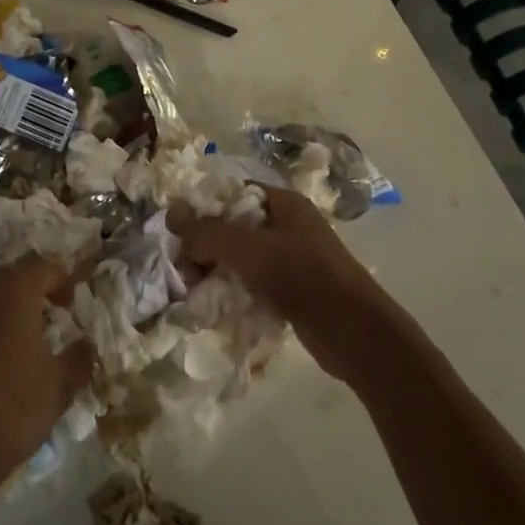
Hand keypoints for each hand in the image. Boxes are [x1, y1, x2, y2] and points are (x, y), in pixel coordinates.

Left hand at [0, 255, 92, 498]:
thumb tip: (85, 343)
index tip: (67, 303)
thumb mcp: (58, 389)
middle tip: (34, 327)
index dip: (58, 279)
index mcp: (11, 296)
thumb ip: (77, 358)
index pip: (40, 265)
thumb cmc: (9, 415)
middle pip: (1, 281)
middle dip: (20, 297)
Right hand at [178, 187, 409, 381]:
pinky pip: (255, 283)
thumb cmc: (300, 276)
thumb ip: (206, 232)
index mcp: (284, 203)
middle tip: (183, 268)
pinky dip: (236, 292)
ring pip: (243, 258)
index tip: (178, 231)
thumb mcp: (246, 248)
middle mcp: (289, 225)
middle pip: (235, 227)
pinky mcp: (294, 289)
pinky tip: (218, 307)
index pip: (234, 193)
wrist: (353, 331)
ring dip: (218, 272)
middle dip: (206, 246)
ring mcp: (293, 258)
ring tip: (195, 291)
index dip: (204, 208)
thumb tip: (171, 217)